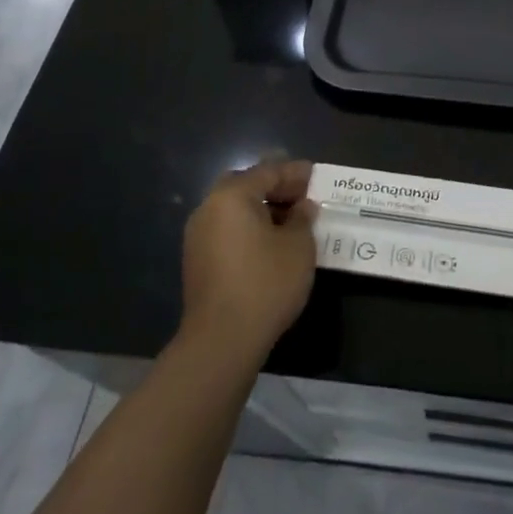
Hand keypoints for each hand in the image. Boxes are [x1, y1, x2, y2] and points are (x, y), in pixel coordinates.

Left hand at [178, 161, 317, 370]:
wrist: (221, 342)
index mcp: (231, 196)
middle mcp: (208, 208)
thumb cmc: (265, 283)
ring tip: (290, 221)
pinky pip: (227, 230)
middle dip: (274, 187)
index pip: (268, 171)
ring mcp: (198, 236)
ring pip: (234, 208)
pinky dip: (248, 228)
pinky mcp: (197, 261)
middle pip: (245, 185)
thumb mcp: (299, 246)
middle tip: (301, 195)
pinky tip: (270, 243)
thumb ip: (302, 218)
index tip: (315, 175)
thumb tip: (302, 207)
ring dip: (261, 209)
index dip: (295, 172)